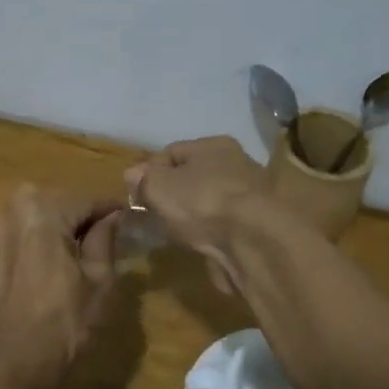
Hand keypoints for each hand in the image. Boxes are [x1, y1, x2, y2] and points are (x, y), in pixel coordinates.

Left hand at [0, 186, 122, 388]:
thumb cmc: (64, 322)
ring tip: (70, 253)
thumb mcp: (99, 280)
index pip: (84, 200)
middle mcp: (8, 210)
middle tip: (100, 237)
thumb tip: (112, 216)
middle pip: (54, 204)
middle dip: (77, 216)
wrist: (15, 363)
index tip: (125, 216)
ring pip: (30, 217)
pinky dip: (28, 242)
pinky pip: (11, 235)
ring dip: (51, 227)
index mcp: (41, 210)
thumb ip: (104, 239)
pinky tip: (41, 267)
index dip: (108, 209)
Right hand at [124, 137, 271, 292]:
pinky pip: (221, 224)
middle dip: (171, 194)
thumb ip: (143, 179)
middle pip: (192, 176)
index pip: (172, 152)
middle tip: (152, 214)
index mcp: (214, 145)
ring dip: (191, 214)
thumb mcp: (159, 186)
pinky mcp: (256, 226)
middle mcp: (237, 163)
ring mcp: (249, 196)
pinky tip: (198, 243)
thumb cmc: (202, 202)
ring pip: (207, 201)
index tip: (135, 193)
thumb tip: (132, 174)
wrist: (254, 242)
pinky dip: (209, 231)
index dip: (149, 171)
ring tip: (173, 231)